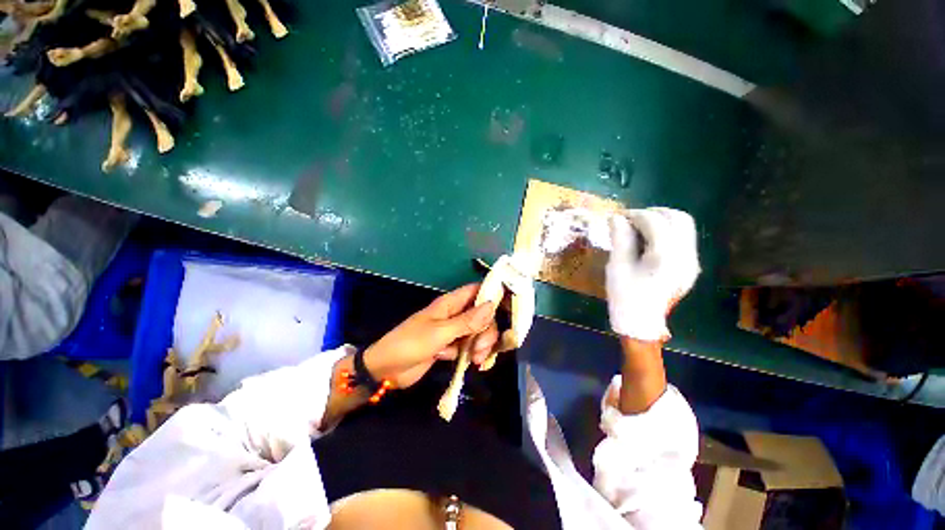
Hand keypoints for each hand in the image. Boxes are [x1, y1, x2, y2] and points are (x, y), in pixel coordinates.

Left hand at [363, 283, 499, 388]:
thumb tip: (492, 305)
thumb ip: (467, 321)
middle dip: (486, 331)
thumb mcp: (440, 332)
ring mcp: (453, 331)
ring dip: (481, 345)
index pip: (477, 291)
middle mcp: (455, 314)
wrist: (387, 370)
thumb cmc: (410, 344)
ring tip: (475, 360)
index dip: (493, 294)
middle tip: (480, 349)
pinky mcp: (451, 347)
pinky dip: (473, 354)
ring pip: (478, 332)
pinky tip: (471, 363)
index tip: (508, 307)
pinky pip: (469, 346)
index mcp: (450, 304)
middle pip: (482, 315)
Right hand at [606, 207, 699, 341]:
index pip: (656, 222)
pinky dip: (667, 232)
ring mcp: (692, 262)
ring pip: (685, 227)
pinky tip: (650, 241)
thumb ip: (620, 239)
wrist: (642, 324)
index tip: (619, 217)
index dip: (636, 214)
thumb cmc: (625, 296)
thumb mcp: (617, 267)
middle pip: (679, 219)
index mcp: (666, 257)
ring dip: (663, 221)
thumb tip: (616, 217)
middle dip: (654, 213)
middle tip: (632, 219)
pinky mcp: (691, 267)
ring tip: (640, 228)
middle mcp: (686, 256)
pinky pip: (684, 239)